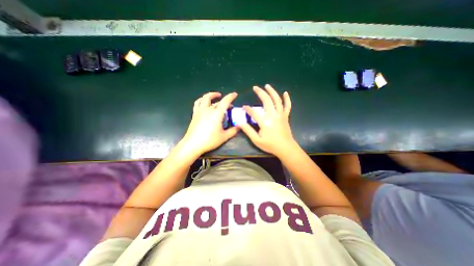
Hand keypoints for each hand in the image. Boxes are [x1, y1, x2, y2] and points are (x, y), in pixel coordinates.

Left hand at [182, 93, 241, 155]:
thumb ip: (233, 131)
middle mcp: (208, 109)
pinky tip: (204, 102)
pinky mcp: (195, 114)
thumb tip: (240, 126)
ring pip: (205, 98)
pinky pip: (198, 103)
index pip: (225, 101)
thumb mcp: (224, 137)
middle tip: (229, 105)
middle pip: (217, 101)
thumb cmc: (210, 140)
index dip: (231, 97)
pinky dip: (202, 100)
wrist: (193, 144)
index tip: (235, 94)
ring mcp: (200, 111)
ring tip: (216, 96)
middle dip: (224, 101)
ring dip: (211, 95)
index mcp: (216, 114)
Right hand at [239, 84, 297, 156]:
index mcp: (265, 122)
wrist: (286, 148)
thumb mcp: (257, 140)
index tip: (243, 106)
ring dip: (272, 91)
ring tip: (267, 86)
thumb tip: (239, 123)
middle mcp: (273, 116)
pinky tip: (285, 93)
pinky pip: (287, 106)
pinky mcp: (285, 116)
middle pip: (267, 101)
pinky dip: (287, 99)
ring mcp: (281, 115)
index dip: (248, 109)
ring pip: (277, 100)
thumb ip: (248, 131)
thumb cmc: (270, 145)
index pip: (254, 112)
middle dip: (260, 93)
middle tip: (255, 87)